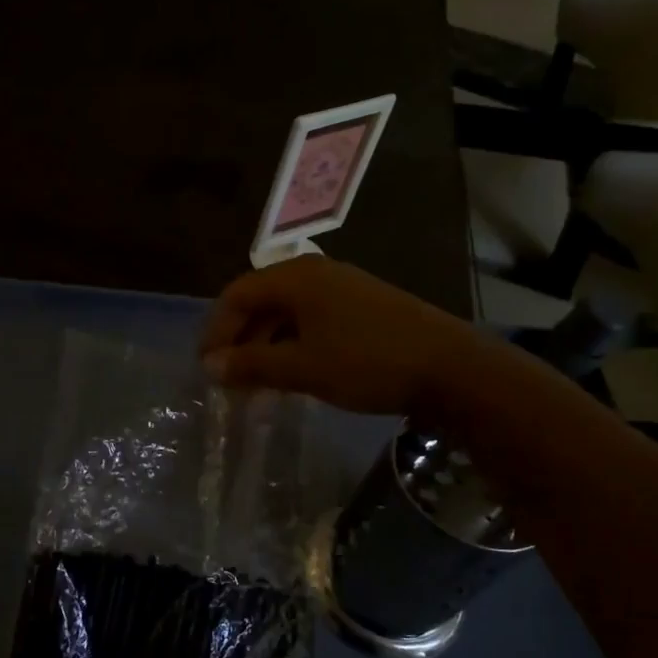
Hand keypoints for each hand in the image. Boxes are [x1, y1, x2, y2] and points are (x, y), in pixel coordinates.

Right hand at [199, 256, 477, 415]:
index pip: (237, 294)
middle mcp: (316, 274)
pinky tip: (294, 374)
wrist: (451, 367)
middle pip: (261, 300)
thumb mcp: (303, 367)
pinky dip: (293, 345)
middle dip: (240, 339)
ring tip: (257, 383)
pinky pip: (312, 321)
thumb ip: (251, 365)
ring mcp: (343, 289)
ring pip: (288, 313)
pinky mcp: (363, 308)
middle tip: (229, 379)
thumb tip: (209, 367)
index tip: (207, 368)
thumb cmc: (367, 362)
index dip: (216, 330)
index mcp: (296, 278)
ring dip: (266, 345)